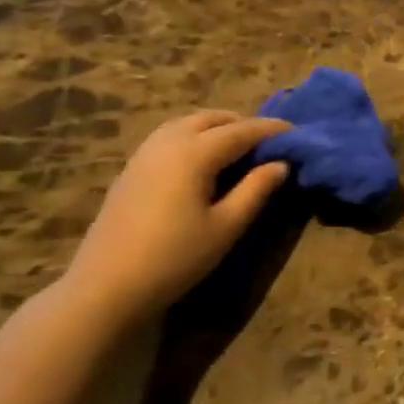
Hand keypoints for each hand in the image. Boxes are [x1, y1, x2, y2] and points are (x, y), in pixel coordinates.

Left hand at [63, 111, 290, 323]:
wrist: (107, 285)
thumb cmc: (175, 257)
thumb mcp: (226, 226)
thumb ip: (256, 190)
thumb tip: (281, 164)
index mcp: (194, 153)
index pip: (241, 131)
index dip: (271, 130)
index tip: (296, 132)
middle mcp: (168, 142)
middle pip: (212, 119)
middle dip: (243, 124)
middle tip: (268, 142)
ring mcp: (144, 153)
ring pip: (187, 124)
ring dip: (217, 127)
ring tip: (238, 148)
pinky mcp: (131, 169)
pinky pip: (169, 137)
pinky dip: (194, 137)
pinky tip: (203, 161)